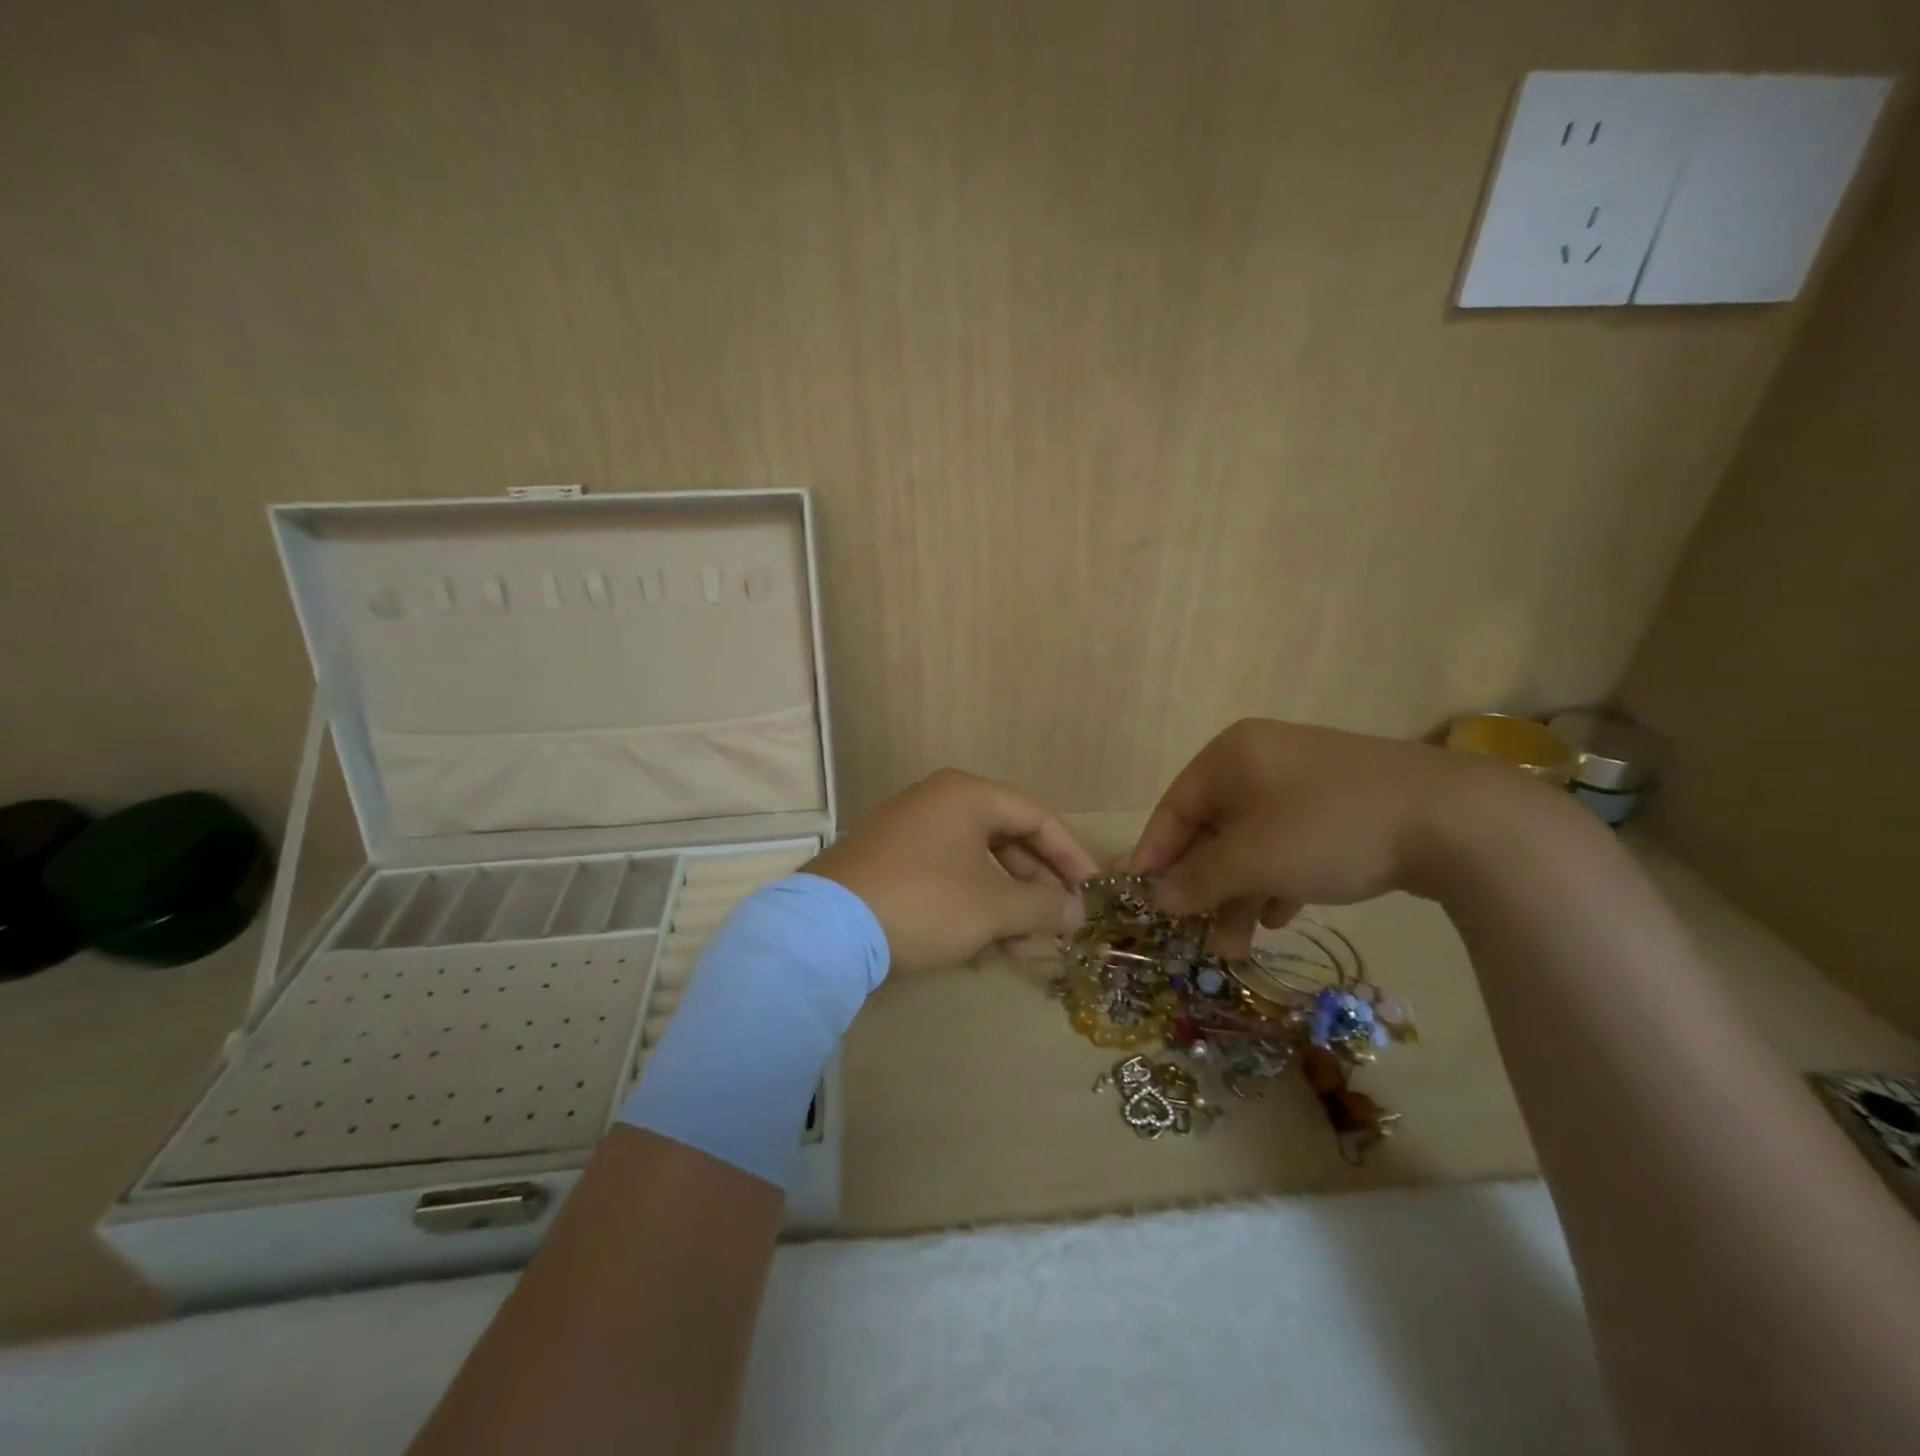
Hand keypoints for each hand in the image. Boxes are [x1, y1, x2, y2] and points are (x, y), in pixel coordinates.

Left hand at [805, 769, 1099, 973]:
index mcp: (967, 795)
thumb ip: (1042, 906)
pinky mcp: (890, 864)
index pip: (1037, 817)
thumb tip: (1076, 911)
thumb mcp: (993, 907)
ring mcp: (910, 832)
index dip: (1072, 855)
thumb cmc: (924, 902)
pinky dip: (972, 907)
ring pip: (977, 865)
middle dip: (1037, 888)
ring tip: (1025, 947)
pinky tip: (984, 948)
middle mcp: (938, 803)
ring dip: (1006, 905)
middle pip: (1007, 841)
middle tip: (1060, 925)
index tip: (1093, 891)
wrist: (827, 929)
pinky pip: (948, 878)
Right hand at [1128, 719, 1546, 945]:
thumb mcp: (1250, 859)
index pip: (1173, 809)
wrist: (1453, 819)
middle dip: (1203, 887)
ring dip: (1240, 892)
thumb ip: (1197, 879)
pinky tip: (1284, 913)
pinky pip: (1290, 842)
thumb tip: (1157, 896)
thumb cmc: (1325, 828)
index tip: (1139, 899)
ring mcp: (1305, 780)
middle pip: (1213, 829)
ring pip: (1253, 842)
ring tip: (1238, 945)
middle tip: (1196, 935)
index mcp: (1230, 757)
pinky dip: (1278, 878)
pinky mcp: (1341, 803)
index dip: (1153, 856)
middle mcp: (1261, 760)